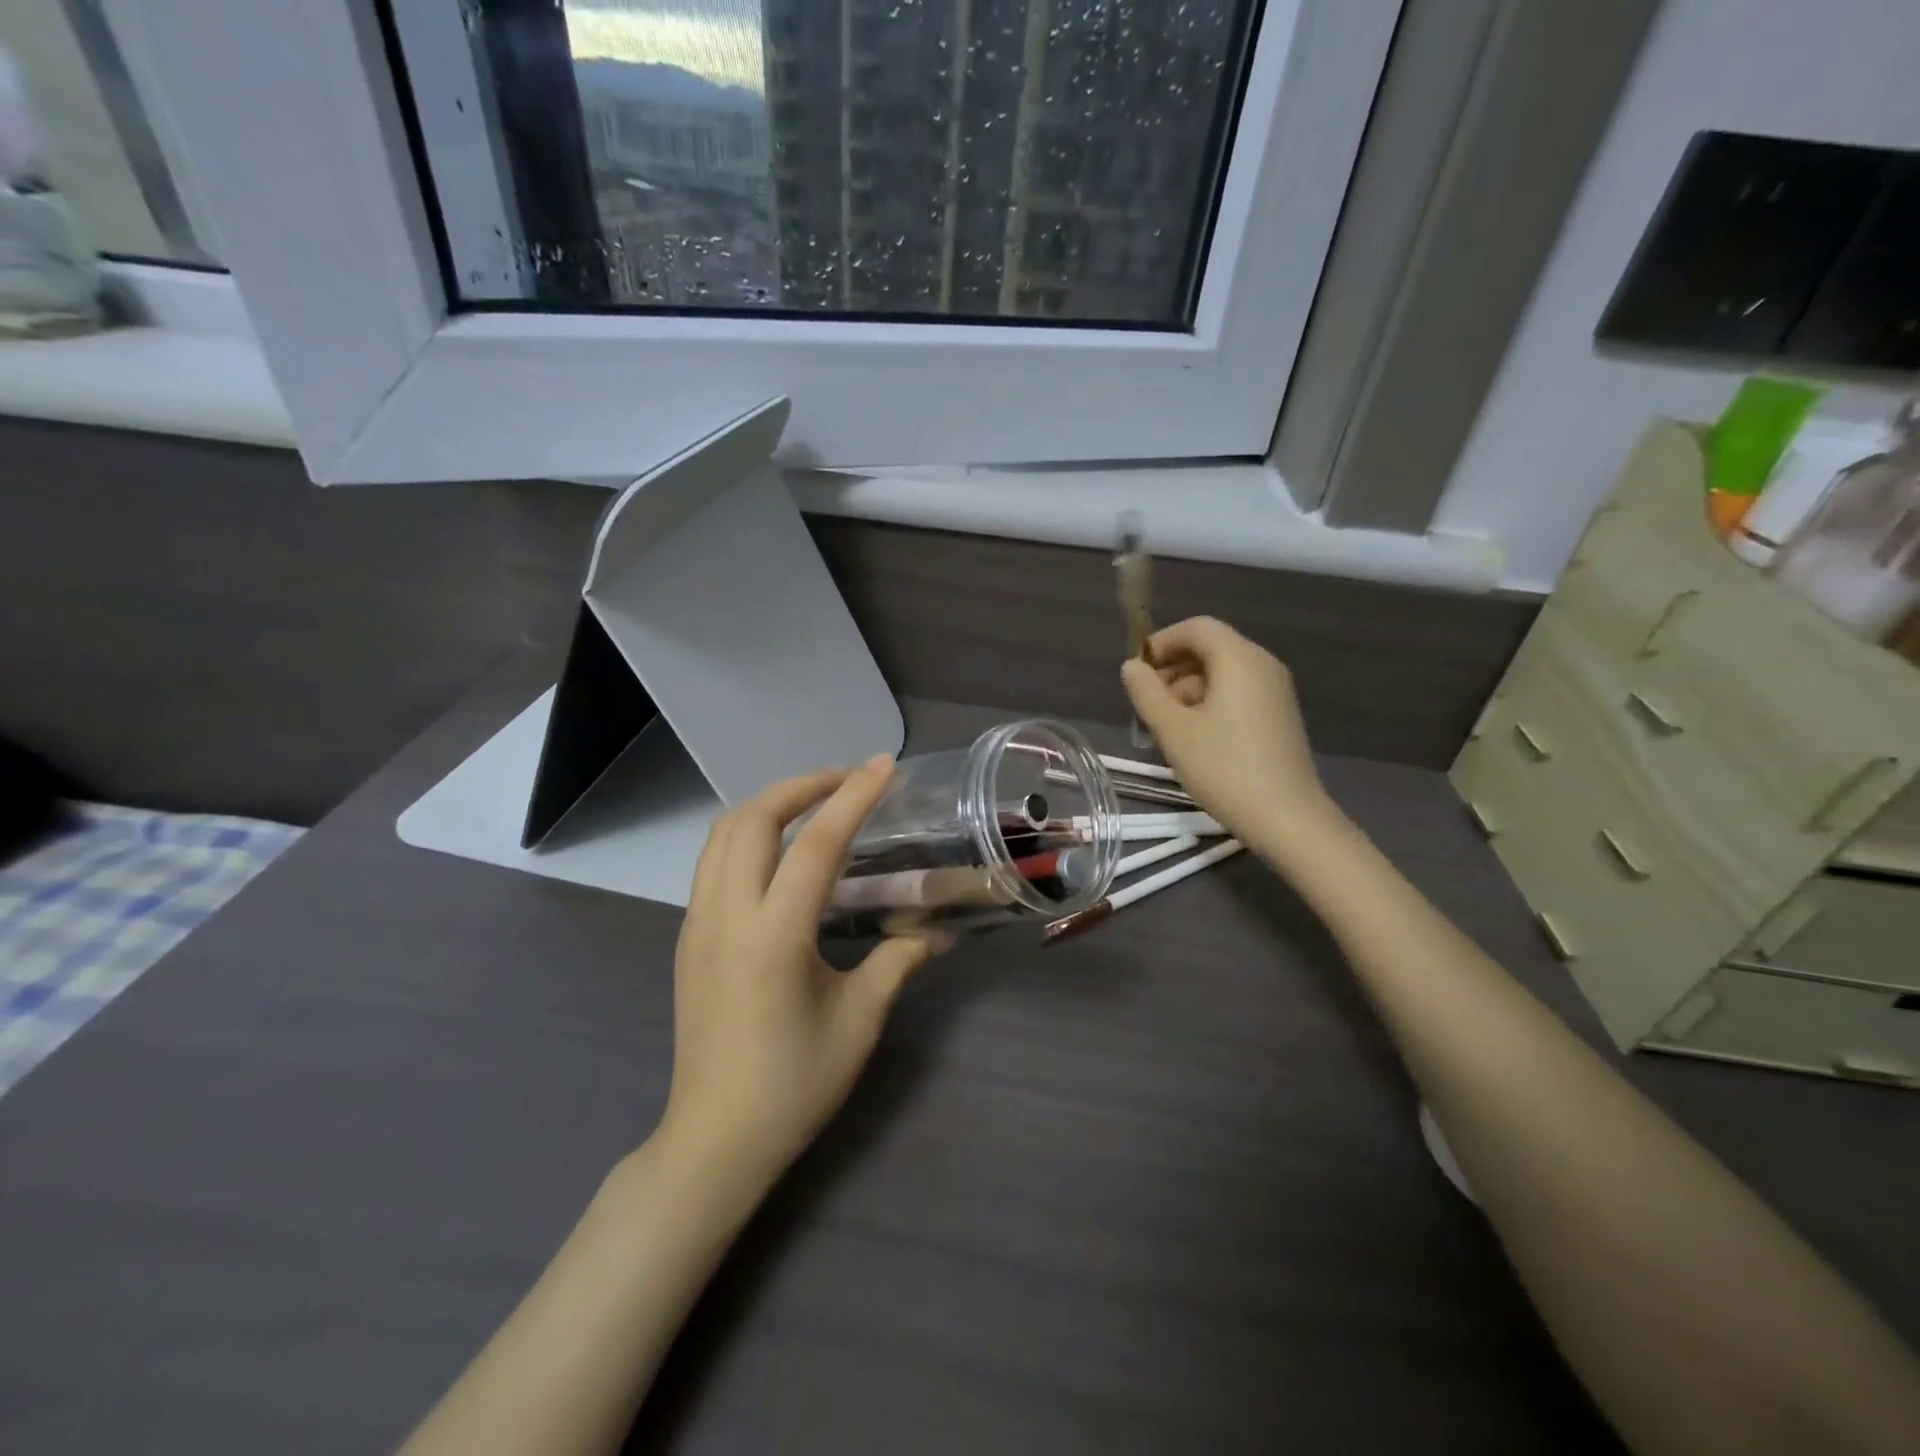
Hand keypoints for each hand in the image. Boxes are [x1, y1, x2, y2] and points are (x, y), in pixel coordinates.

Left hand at [659, 756, 936, 1190]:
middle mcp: (726, 916)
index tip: (881, 766)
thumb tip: (939, 931)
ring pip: (723, 833)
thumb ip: (898, 961)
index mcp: (773, 936)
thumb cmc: (793, 1085)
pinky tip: (781, 850)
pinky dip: (748, 832)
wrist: (714, 1140)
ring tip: (815, 803)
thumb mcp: (858, 1021)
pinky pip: (713, 859)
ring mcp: (698, 924)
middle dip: (801, 785)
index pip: (815, 845)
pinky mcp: (688, 937)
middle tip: (847, 780)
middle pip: (753, 819)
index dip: (852, 797)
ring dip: (770, 804)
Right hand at [1122, 616, 1338, 858]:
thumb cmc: (1224, 769)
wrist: (1286, 818)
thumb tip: (1132, 667)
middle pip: (1211, 647)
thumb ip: (1146, 692)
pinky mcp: (1279, 714)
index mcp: (1239, 659)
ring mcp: (1276, 690)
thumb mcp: (1173, 730)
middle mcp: (1262, 665)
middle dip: (1173, 668)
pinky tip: (1195, 737)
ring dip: (1189, 688)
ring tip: (1167, 726)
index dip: (1162, 642)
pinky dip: (1211, 701)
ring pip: (1223, 672)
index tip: (1138, 672)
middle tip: (1148, 704)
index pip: (1196, 627)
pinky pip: (1239, 691)